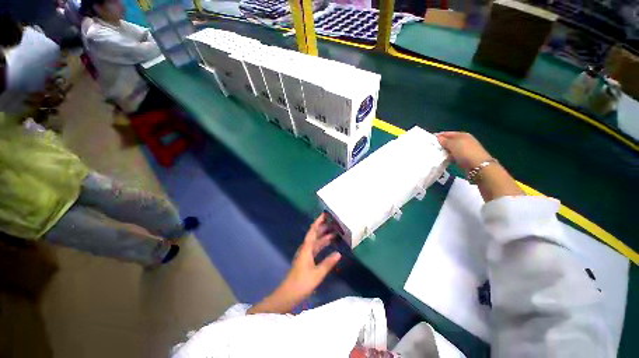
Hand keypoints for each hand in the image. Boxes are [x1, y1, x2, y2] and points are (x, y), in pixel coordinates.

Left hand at [248, 213, 340, 314]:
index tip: (325, 215)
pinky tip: (329, 246)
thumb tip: (339, 254)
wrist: (288, 295)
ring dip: (324, 236)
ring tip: (335, 232)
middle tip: (334, 223)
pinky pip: (316, 248)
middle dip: (323, 228)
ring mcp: (306, 254)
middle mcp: (305, 248)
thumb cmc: (302, 283)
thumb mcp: (317, 274)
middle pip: (315, 235)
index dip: (318, 222)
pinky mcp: (306, 260)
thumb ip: (328, 263)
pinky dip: (322, 245)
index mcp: (306, 248)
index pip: (313, 231)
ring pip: (316, 241)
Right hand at [437, 132, 522, 200]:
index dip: (438, 136)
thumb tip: (437, 138)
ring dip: (442, 151)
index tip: (427, 140)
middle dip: (439, 144)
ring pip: (449, 149)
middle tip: (429, 148)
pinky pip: (451, 156)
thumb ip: (445, 140)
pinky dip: (446, 157)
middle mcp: (463, 141)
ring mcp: (463, 151)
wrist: (479, 167)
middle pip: (448, 141)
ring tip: (432, 154)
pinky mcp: (462, 159)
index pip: (447, 133)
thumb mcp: (454, 144)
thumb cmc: (466, 153)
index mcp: (462, 135)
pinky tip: (441, 160)